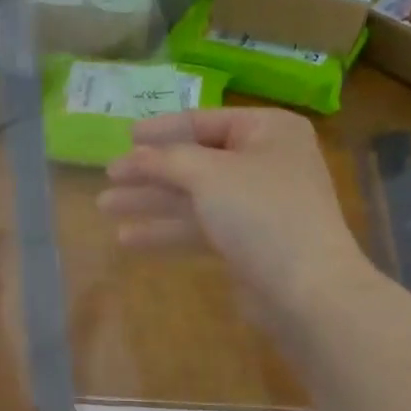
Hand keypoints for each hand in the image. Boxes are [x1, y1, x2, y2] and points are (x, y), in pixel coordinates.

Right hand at [97, 107, 368, 323]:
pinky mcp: (246, 242)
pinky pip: (199, 227)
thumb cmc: (262, 214)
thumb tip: (132, 155)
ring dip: (150, 202)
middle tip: (108, 177)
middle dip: (149, 171)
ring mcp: (256, 205)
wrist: (306, 288)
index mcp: (268, 131)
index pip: (205, 122)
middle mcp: (264, 163)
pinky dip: (166, 230)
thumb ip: (166, 160)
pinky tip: (128, 239)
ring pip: (193, 197)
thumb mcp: (210, 174)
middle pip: (195, 161)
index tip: (124, 136)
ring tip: (104, 207)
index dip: (162, 129)